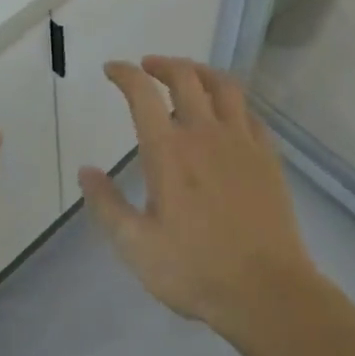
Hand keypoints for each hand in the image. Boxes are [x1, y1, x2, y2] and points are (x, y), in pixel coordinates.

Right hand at [79, 56, 317, 338]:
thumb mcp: (135, 246)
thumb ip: (107, 204)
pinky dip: (233, 102)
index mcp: (168, 151)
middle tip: (148, 67)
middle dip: (162, 64)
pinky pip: (250, 113)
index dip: (125, 74)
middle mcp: (204, 133)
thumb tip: (86, 170)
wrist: (267, 290)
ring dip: (200, 71)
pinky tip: (228, 113)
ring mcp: (241, 141)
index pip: (142, 94)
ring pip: (223, 85)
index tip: (112, 70)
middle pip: (185, 77)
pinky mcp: (267, 156)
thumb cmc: (195, 269)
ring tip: (188, 76)